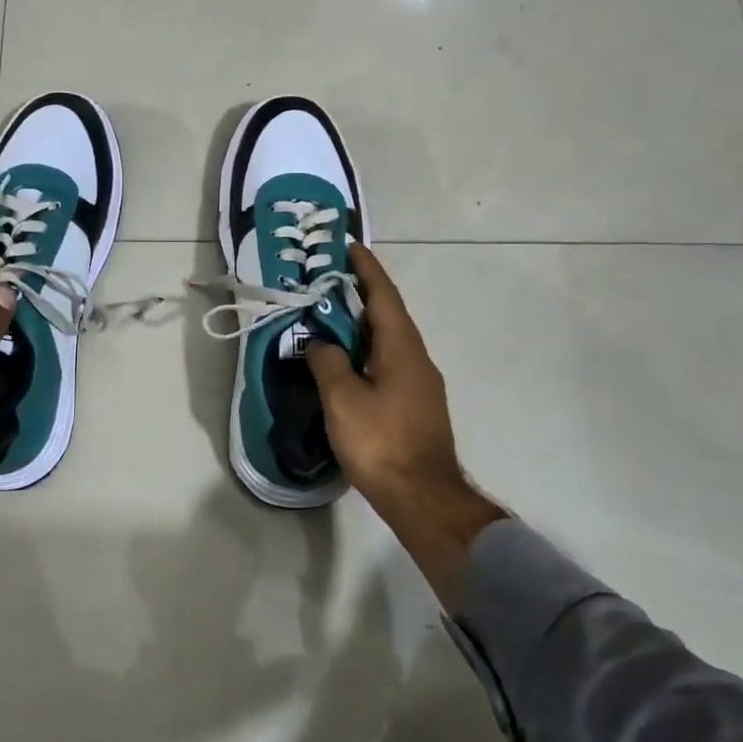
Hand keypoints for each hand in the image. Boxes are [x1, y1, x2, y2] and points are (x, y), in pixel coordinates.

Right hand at [306, 243, 506, 599]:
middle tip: (327, 280)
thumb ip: (327, 362)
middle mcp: (416, 357)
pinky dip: (365, 349)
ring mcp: (420, 382)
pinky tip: (346, 360)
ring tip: (330, 316)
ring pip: (387, 339)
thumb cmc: (381, 442)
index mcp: (401, 347)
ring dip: (361, 323)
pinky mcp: (415, 403)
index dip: (364, 268)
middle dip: (359, 293)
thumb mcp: (342, 399)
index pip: (382, 295)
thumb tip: (319, 342)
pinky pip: (388, 361)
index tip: (348, 245)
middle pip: (387, 314)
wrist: (422, 496)